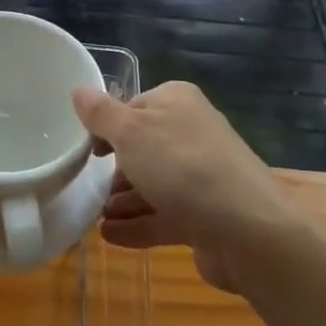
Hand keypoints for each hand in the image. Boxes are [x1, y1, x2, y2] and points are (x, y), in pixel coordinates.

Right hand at [71, 82, 290, 294]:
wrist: (247, 230)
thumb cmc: (181, 166)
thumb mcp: (130, 132)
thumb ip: (101, 113)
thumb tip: (79, 90)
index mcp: (177, 102)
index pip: (134, 106)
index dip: (107, 126)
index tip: (85, 148)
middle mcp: (192, 134)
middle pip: (143, 147)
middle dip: (115, 168)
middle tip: (86, 184)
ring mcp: (202, 177)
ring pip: (153, 184)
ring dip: (123, 199)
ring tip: (94, 214)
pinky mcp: (205, 215)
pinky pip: (163, 216)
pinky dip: (137, 224)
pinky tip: (109, 236)